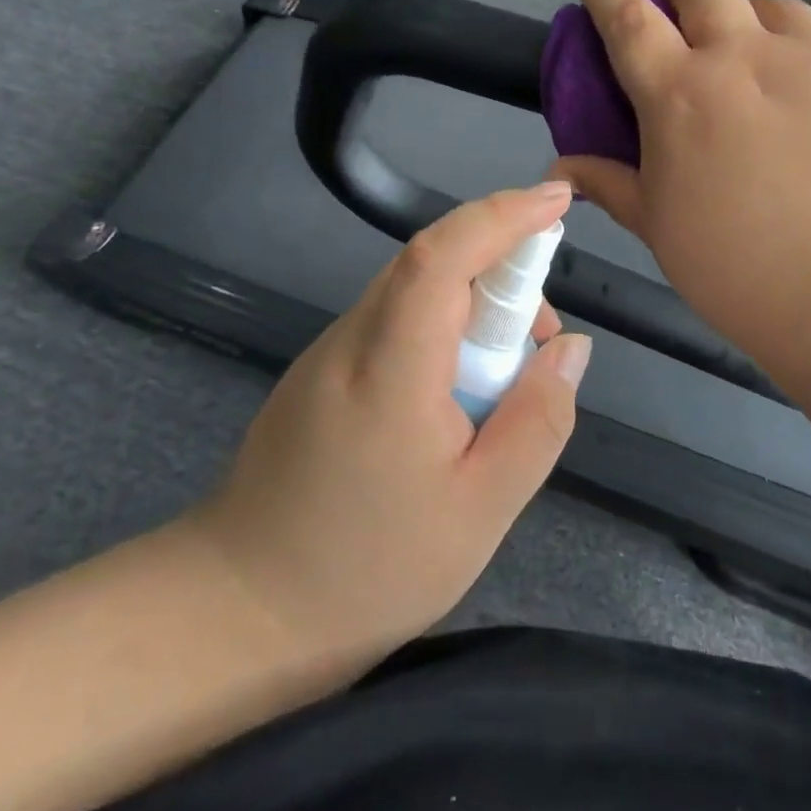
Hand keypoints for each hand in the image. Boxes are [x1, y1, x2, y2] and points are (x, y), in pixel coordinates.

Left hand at [198, 184, 592, 669]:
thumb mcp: (481, 509)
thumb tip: (570, 347)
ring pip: (414, 294)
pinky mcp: (321, 371)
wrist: (239, 610)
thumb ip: (537, 420)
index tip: (556, 199)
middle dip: (502, 276)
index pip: (442, 254)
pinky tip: (455, 399)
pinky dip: (441, 334)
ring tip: (504, 383)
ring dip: (473, 310)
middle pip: (432, 265)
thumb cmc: (367, 569)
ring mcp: (329, 352)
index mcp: (389, 365)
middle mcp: (352, 338)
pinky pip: (395, 324)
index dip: (502, 215)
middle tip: (540, 344)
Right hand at [551, 0, 810, 387]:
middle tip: (683, 25)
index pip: (630, 20)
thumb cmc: (740, 268)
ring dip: (753, 21)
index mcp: (680, 93)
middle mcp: (745, 56)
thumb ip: (609, 185)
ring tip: (759, 57)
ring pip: (776, 6)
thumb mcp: (659, 229)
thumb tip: (560, 169)